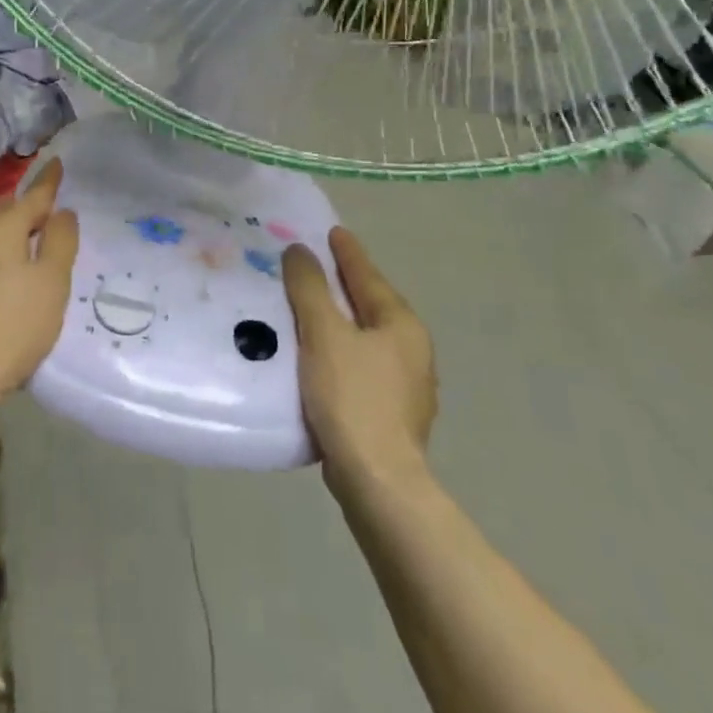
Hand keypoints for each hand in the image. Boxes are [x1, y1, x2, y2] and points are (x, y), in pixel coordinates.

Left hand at [0, 159, 79, 401]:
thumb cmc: (14, 325)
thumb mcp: (52, 281)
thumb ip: (60, 241)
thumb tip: (61, 212)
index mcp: (2, 226)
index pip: (33, 195)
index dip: (49, 181)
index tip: (56, 161)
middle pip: (4, 207)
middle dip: (25, 203)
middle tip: (49, 210)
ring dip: (10, 226)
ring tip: (31, 240)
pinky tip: (8, 271)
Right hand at [284, 227, 436, 486]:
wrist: (378, 481)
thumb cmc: (352, 398)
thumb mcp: (324, 335)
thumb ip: (310, 289)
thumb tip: (300, 251)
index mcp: (401, 325)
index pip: (369, 276)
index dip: (348, 253)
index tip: (333, 231)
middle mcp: (411, 350)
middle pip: (371, 305)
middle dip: (344, 285)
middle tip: (316, 265)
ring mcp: (406, 385)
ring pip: (366, 337)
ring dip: (341, 320)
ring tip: (311, 308)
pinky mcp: (391, 412)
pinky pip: (361, 365)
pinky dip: (341, 351)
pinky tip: (320, 358)